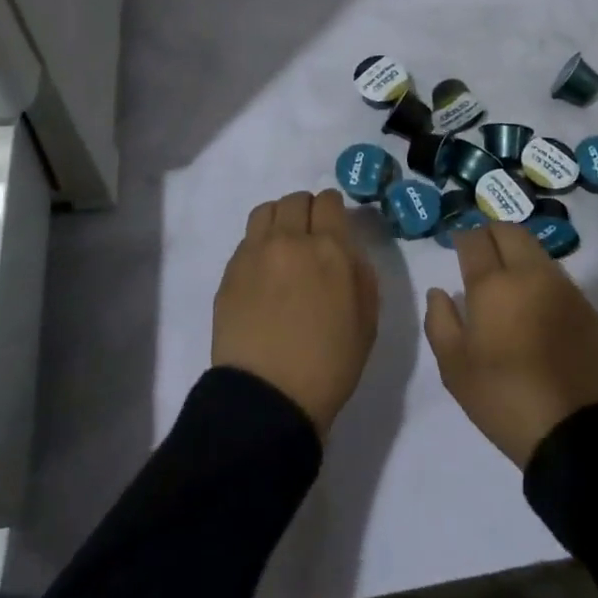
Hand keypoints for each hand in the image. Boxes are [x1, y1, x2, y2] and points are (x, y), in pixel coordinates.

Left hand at [213, 190, 379, 436]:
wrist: (268, 397)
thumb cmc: (329, 365)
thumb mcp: (367, 321)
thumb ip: (361, 274)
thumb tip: (347, 251)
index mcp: (330, 249)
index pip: (329, 201)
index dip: (333, 210)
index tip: (334, 227)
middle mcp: (290, 240)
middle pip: (296, 199)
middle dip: (307, 212)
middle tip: (310, 238)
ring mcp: (255, 253)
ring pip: (267, 210)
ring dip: (280, 220)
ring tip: (283, 246)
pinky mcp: (230, 271)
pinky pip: (247, 239)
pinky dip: (259, 244)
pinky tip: (264, 272)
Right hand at [424, 221, 597, 467]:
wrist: (574, 430)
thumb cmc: (503, 397)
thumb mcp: (454, 367)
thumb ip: (440, 321)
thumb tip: (440, 292)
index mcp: (493, 285)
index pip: (475, 240)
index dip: (463, 237)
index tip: (457, 245)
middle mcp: (530, 274)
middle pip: (510, 231)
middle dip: (491, 233)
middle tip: (481, 251)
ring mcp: (563, 287)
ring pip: (536, 249)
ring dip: (518, 251)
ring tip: (507, 276)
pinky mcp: (586, 307)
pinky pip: (557, 275)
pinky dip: (539, 276)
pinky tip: (534, 302)